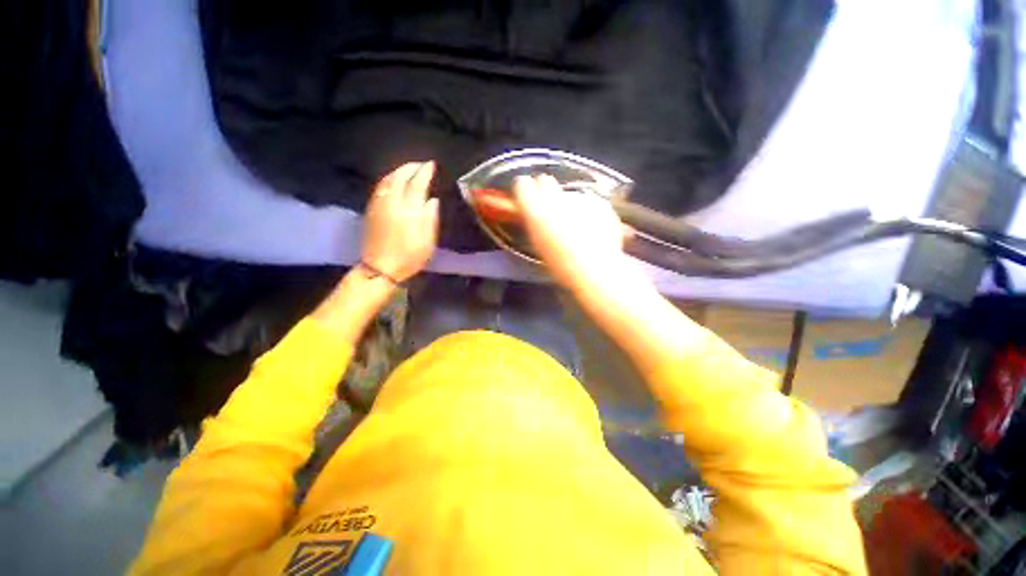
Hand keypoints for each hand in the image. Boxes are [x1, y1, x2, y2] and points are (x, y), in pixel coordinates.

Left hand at [362, 161, 439, 281]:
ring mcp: (379, 204)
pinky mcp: (371, 209)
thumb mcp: (428, 240)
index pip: (417, 183)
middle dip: (411, 167)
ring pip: (387, 179)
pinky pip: (380, 186)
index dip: (425, 172)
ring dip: (398, 170)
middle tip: (421, 165)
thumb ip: (430, 217)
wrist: (381, 267)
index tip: (431, 165)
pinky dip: (389, 178)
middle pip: (400, 176)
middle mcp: (392, 201)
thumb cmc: (410, 256)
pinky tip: (393, 181)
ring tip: (408, 169)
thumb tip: (432, 199)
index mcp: (409, 209)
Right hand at [514, 174, 632, 290]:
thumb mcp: (539, 245)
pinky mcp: (599, 202)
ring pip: (569, 193)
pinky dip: (589, 211)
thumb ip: (535, 223)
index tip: (527, 195)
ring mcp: (580, 199)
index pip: (522, 185)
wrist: (595, 269)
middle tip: (551, 207)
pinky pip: (589, 202)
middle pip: (546, 181)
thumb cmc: (561, 265)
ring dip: (570, 204)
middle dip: (546, 190)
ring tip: (578, 226)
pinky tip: (593, 228)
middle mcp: (555, 199)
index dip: (525, 189)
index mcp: (535, 212)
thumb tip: (534, 212)